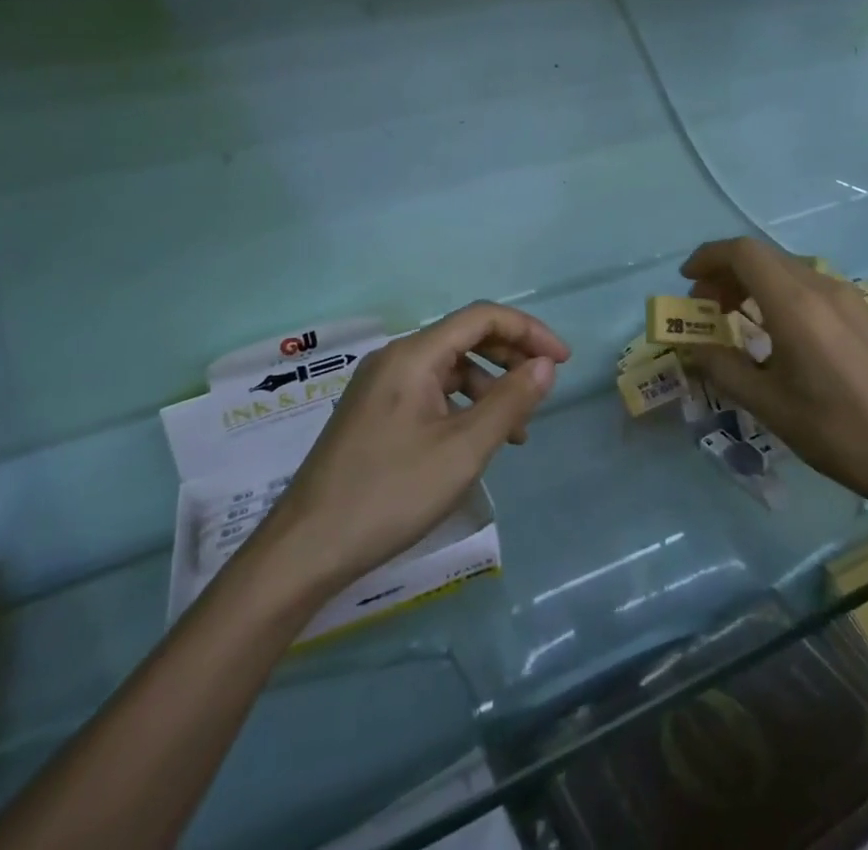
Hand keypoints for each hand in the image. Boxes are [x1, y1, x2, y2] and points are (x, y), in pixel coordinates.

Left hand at [249, 303, 569, 598]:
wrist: (305, 550)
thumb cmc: (390, 493)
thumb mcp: (462, 450)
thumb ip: (509, 402)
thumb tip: (545, 366)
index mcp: (413, 355)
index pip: (482, 317)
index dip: (528, 331)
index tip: (562, 361)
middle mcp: (395, 359)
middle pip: (465, 337)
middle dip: (511, 357)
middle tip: (543, 388)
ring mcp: (381, 387)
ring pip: (449, 368)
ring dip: (489, 387)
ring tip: (516, 430)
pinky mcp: (374, 414)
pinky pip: (430, 392)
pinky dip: (462, 406)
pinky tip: (476, 442)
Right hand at [679, 237, 867, 517]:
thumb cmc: (838, 430)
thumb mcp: (770, 405)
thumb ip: (724, 369)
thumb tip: (692, 349)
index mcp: (795, 303)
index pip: (743, 252)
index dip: (708, 258)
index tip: (687, 282)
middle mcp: (822, 287)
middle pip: (764, 257)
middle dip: (726, 274)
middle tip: (705, 307)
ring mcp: (848, 298)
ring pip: (788, 270)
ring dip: (754, 283)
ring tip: (737, 320)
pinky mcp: (864, 314)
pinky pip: (811, 287)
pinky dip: (781, 295)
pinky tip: (779, 334)